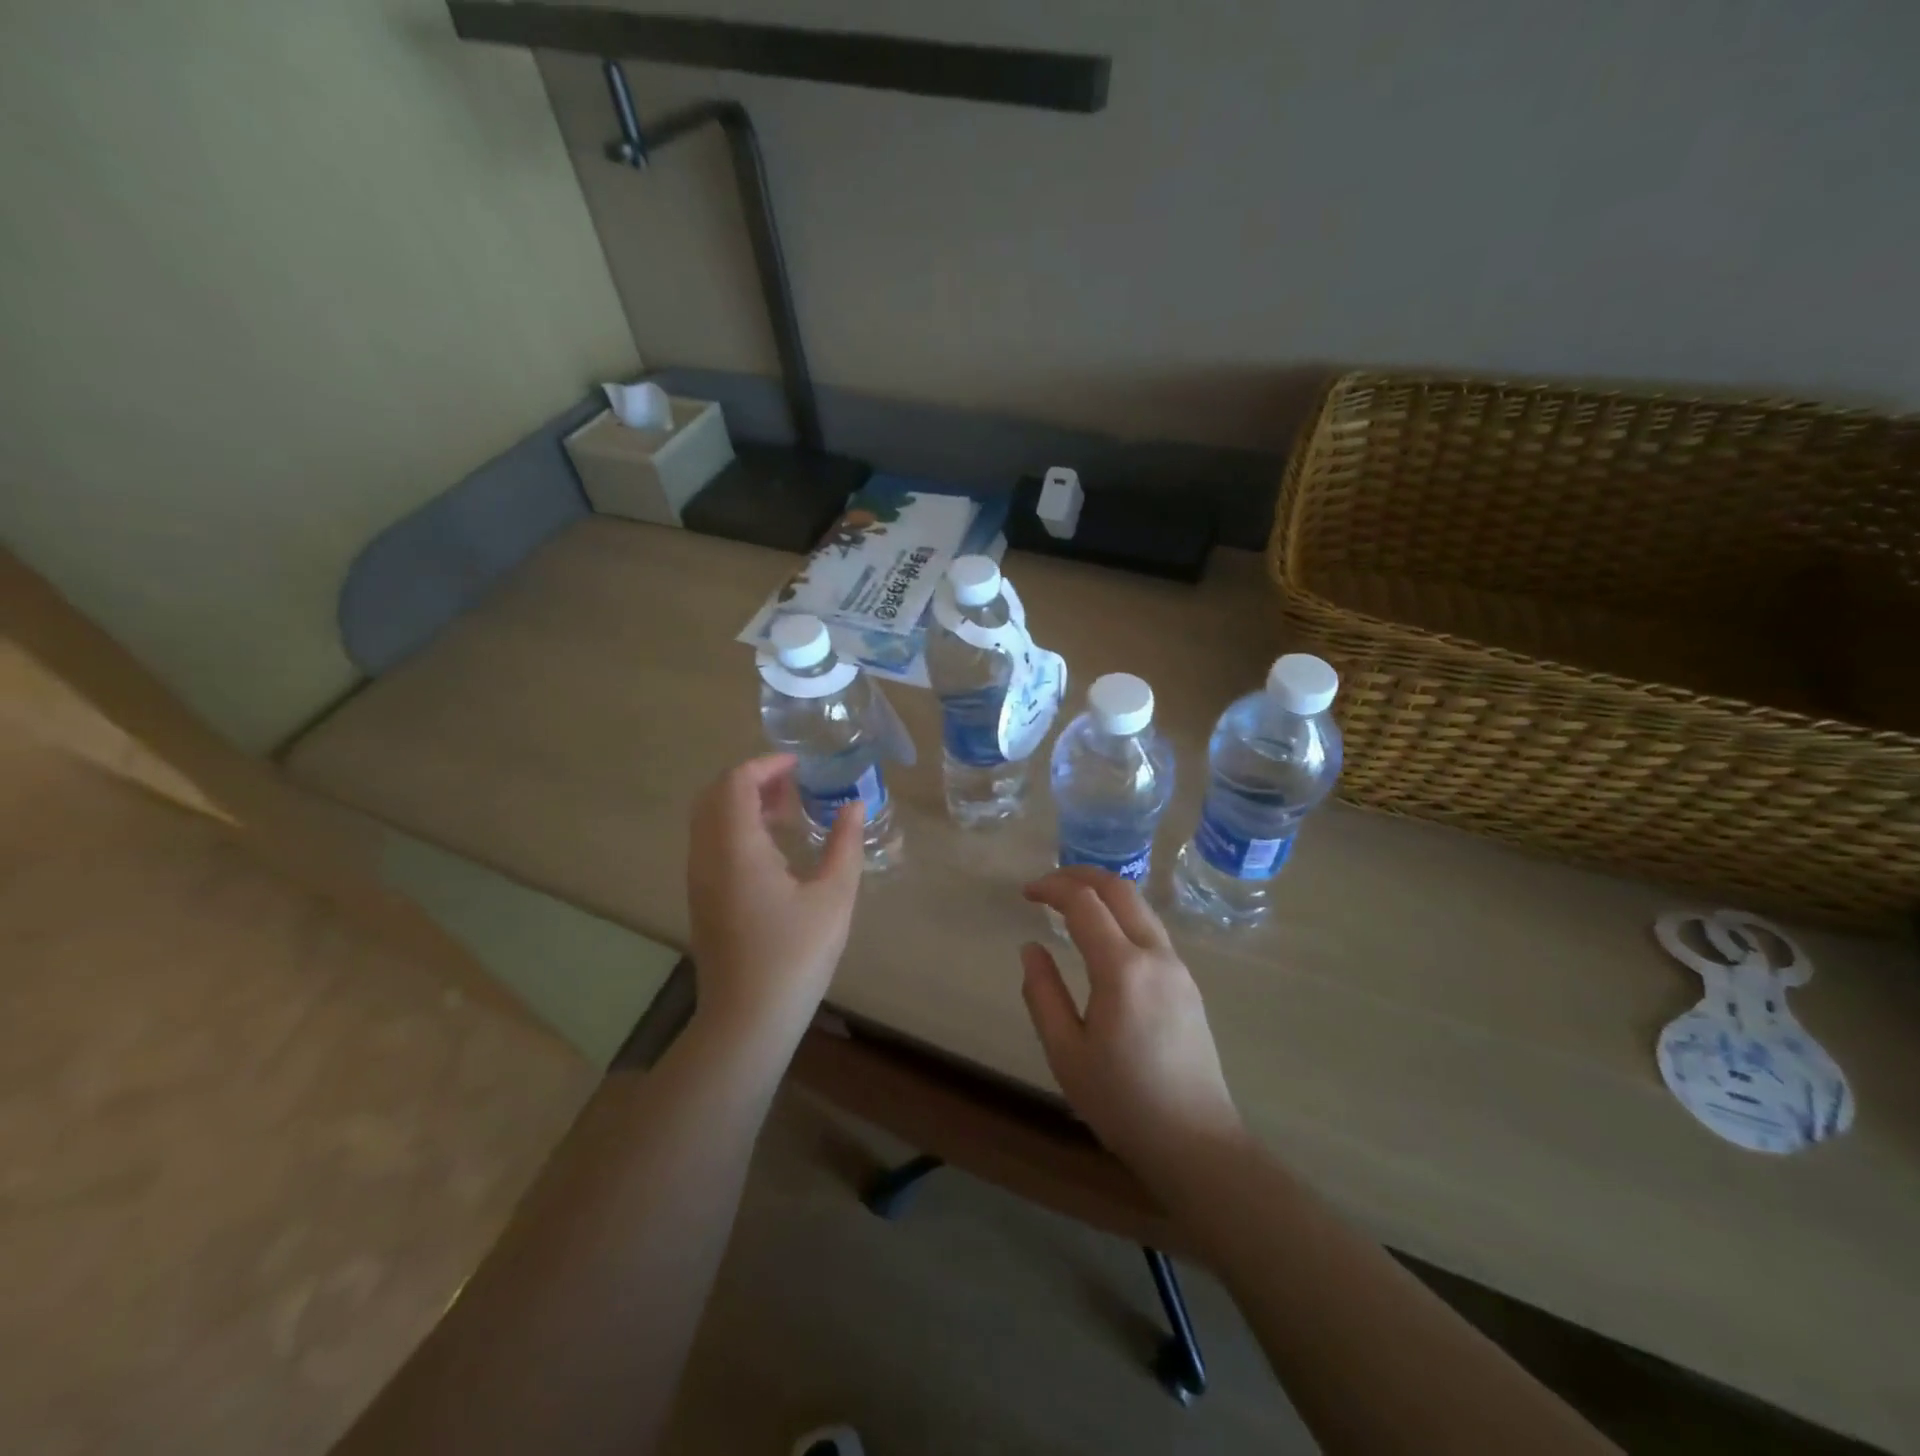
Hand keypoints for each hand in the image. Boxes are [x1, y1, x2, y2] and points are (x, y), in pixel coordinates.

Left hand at [687, 754, 864, 1042]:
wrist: (747, 1020)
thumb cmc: (795, 956)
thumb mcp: (833, 897)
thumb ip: (845, 844)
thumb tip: (854, 805)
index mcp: (736, 847)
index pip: (736, 782)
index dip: (767, 765)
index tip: (801, 766)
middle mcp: (707, 855)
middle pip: (715, 795)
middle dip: (753, 779)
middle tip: (794, 784)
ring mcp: (699, 878)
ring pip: (709, 819)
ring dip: (742, 803)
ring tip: (788, 810)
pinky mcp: (701, 898)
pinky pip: (710, 842)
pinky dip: (736, 827)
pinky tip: (773, 848)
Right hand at [1021, 867, 1244, 1192]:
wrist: (1196, 1143)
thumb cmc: (1122, 1102)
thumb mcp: (1066, 1053)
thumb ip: (1043, 994)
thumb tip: (1032, 948)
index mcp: (1122, 969)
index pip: (1084, 903)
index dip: (1052, 888)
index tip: (1026, 893)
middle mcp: (1155, 956)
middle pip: (1120, 890)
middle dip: (1080, 875)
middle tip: (1048, 884)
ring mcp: (1178, 968)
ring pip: (1140, 907)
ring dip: (1104, 892)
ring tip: (1071, 903)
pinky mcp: (1188, 983)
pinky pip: (1151, 930)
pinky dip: (1122, 914)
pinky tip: (1104, 936)